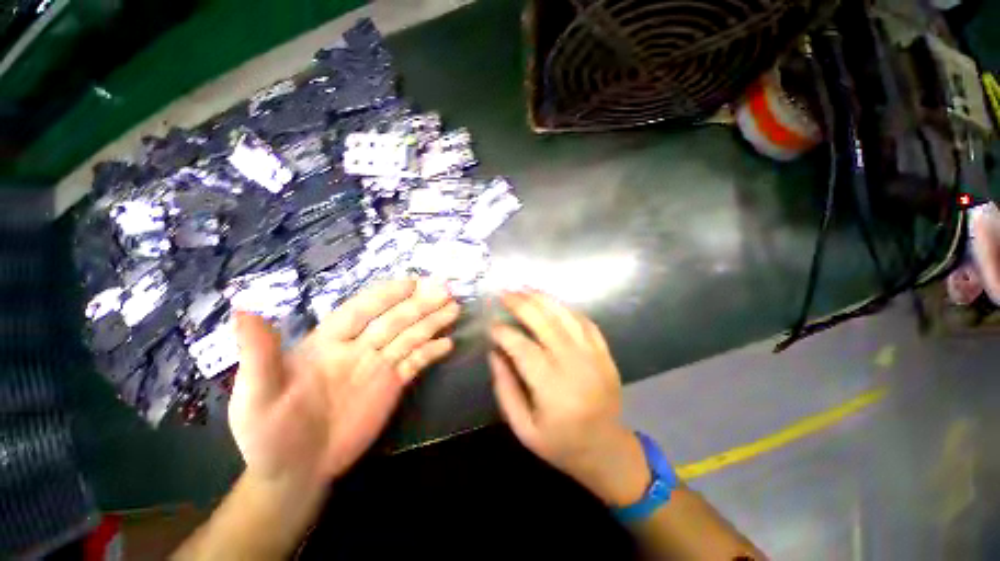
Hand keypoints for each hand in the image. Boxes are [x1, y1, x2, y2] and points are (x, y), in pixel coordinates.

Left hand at [230, 279, 459, 490]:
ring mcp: (378, 365)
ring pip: (410, 337)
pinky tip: (448, 344)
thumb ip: (259, 353)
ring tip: (453, 309)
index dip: (386, 296)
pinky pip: (415, 363)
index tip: (412, 283)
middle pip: (394, 320)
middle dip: (420, 305)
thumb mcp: (255, 395)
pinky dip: (431, 352)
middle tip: (446, 291)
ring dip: (432, 322)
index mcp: (329, 341)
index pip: (361, 310)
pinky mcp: (392, 384)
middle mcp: (359, 347)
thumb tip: (244, 308)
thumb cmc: (270, 433)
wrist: (296, 471)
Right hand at [489, 290, 648, 505]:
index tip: (490, 324)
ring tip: (524, 289)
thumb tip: (494, 351)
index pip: (522, 348)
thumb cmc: (560, 444)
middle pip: (545, 323)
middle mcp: (575, 365)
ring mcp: (594, 356)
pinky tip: (552, 303)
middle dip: (521, 304)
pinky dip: (566, 309)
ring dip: (543, 299)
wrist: (606, 450)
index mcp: (553, 389)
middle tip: (504, 294)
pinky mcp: (605, 353)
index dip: (503, 332)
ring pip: (566, 316)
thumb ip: (505, 388)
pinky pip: (585, 322)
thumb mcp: (523, 428)